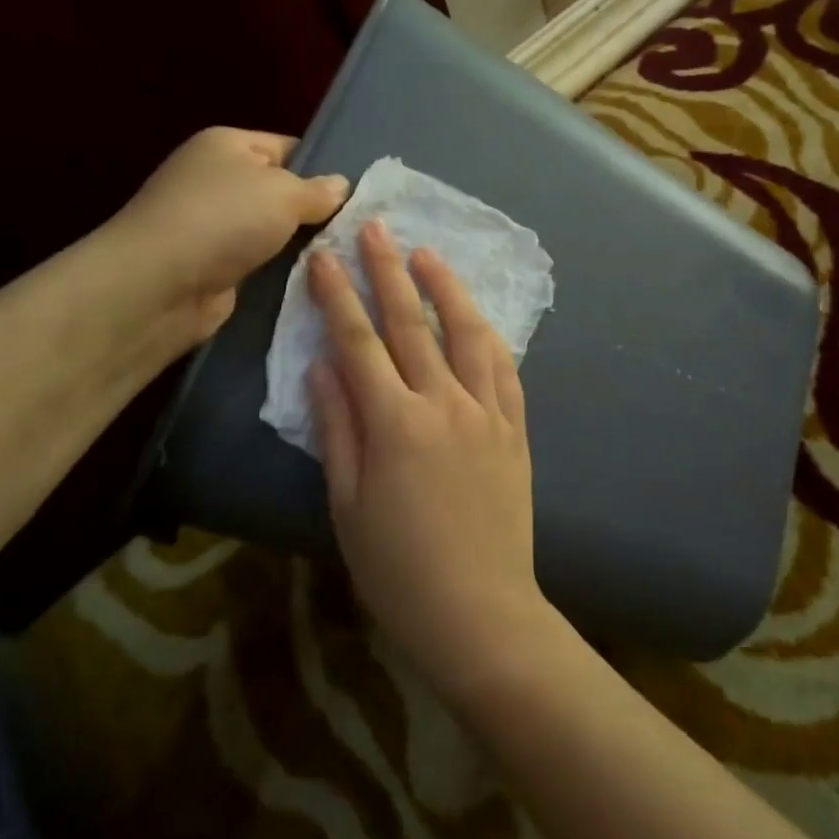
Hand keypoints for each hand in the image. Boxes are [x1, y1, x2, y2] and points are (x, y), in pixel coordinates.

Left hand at [111, 127, 347, 341]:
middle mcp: (217, 180)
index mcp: (227, 145)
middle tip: (360, 227)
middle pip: (282, 190)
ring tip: (346, 254)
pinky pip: (262, 261)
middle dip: (316, 210)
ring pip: (275, 230)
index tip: (359, 192)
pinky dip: (283, 269)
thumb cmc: (223, 219)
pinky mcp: (215, 265)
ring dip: (302, 244)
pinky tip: (317, 278)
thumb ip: (319, 190)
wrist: (159, 285)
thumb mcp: (284, 193)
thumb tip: (342, 185)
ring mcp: (213, 225)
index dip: (323, 167)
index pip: (288, 148)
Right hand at [308, 222, 552, 701]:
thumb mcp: (348, 505)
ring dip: (446, 288)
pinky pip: (504, 368)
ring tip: (428, 254)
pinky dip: (487, 334)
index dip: (338, 295)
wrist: (480, 610)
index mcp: (395, 423)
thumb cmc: (398, 569)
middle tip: (376, 228)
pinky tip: (477, 316)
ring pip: (466, 333)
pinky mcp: (515, 428)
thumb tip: (323, 367)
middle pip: (411, 323)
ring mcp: (487, 412)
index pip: (359, 342)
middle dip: (389, 271)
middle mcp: (444, 403)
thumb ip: (337, 429)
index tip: (325, 256)